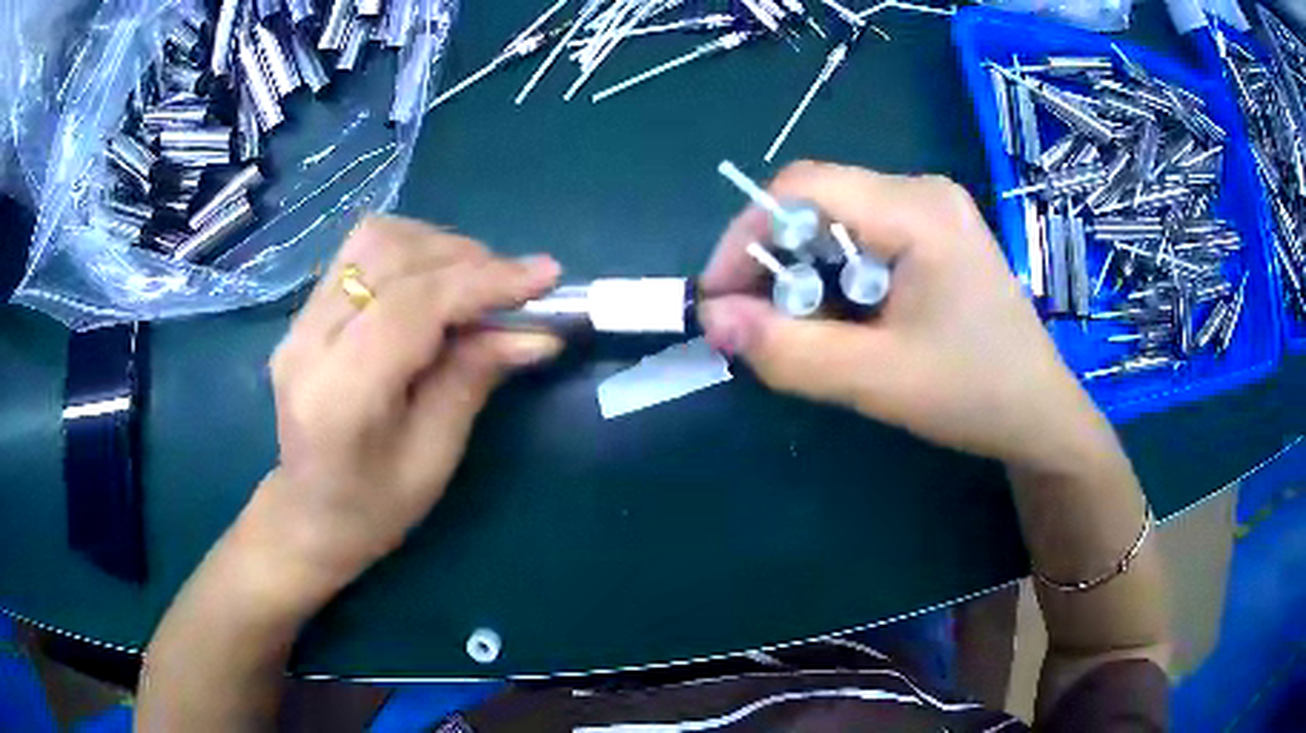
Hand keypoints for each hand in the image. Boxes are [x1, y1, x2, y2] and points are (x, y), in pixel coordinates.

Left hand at [258, 215, 561, 587]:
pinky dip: (411, 253)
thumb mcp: (436, 455)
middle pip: (389, 256)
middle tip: (514, 287)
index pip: (411, 306)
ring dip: (437, 247)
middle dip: (465, 258)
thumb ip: (475, 378)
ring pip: (373, 240)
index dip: (481, 282)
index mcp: (339, 395)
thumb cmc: (376, 506)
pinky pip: (361, 254)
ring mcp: (298, 321)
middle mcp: (306, 342)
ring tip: (475, 281)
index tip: (545, 277)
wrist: (311, 514)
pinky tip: (436, 282)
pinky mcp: (303, 312)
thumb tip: (538, 331)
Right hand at [698, 161, 1111, 472]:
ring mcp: (931, 210)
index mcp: (917, 209)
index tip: (719, 301)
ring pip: (835, 224)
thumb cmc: (973, 395)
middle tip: (762, 328)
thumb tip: (712, 320)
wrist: (1039, 414)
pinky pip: (862, 239)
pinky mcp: (934, 234)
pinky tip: (849, 323)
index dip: (746, 236)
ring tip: (810, 334)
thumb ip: (790, 351)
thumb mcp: (877, 380)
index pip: (802, 188)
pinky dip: (835, 280)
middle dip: (776, 264)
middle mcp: (922, 191)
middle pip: (817, 203)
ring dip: (805, 276)